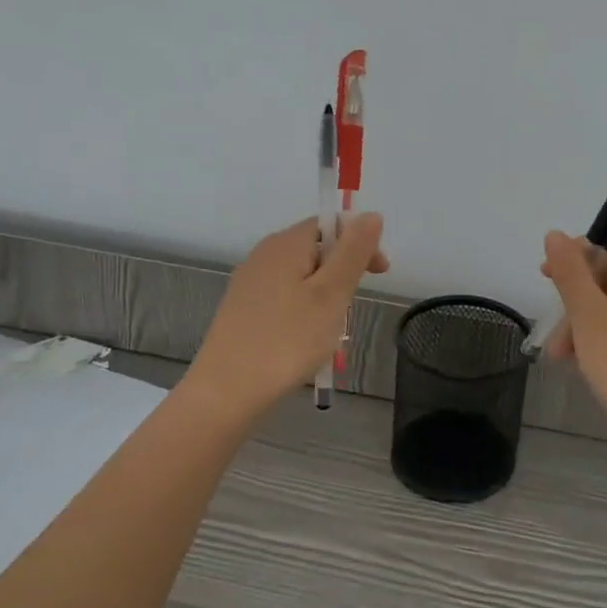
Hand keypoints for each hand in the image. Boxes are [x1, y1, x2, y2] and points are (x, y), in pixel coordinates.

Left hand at [184, 214, 387, 417]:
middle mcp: (264, 255)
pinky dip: (304, 312)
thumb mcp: (332, 294)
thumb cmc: (287, 340)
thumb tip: (371, 215)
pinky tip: (306, 341)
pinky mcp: (243, 311)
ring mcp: (250, 284)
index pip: (331, 224)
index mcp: (286, 244)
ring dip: (325, 297)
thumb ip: (353, 252)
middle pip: (316, 249)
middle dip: (343, 273)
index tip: (379, 274)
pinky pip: (285, 298)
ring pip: (301, 277)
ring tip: (331, 331)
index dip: (360, 242)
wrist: (227, 392)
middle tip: (352, 309)